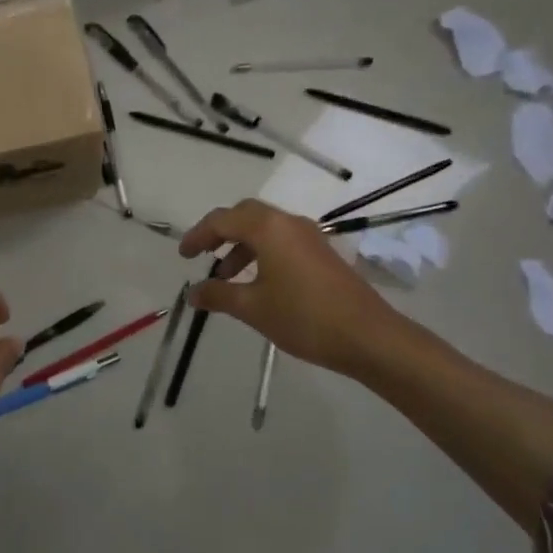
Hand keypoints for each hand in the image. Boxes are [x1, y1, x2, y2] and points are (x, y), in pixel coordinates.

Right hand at [180, 200, 403, 376]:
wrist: (368, 336)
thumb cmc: (304, 318)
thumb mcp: (253, 308)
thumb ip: (219, 296)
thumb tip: (192, 293)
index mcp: (268, 228)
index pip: (222, 220)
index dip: (198, 235)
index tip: (183, 256)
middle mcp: (288, 223)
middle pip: (245, 215)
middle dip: (220, 233)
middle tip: (202, 256)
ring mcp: (310, 236)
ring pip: (265, 228)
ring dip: (241, 245)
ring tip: (226, 276)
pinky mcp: (322, 253)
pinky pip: (282, 241)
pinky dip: (261, 252)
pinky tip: (257, 282)